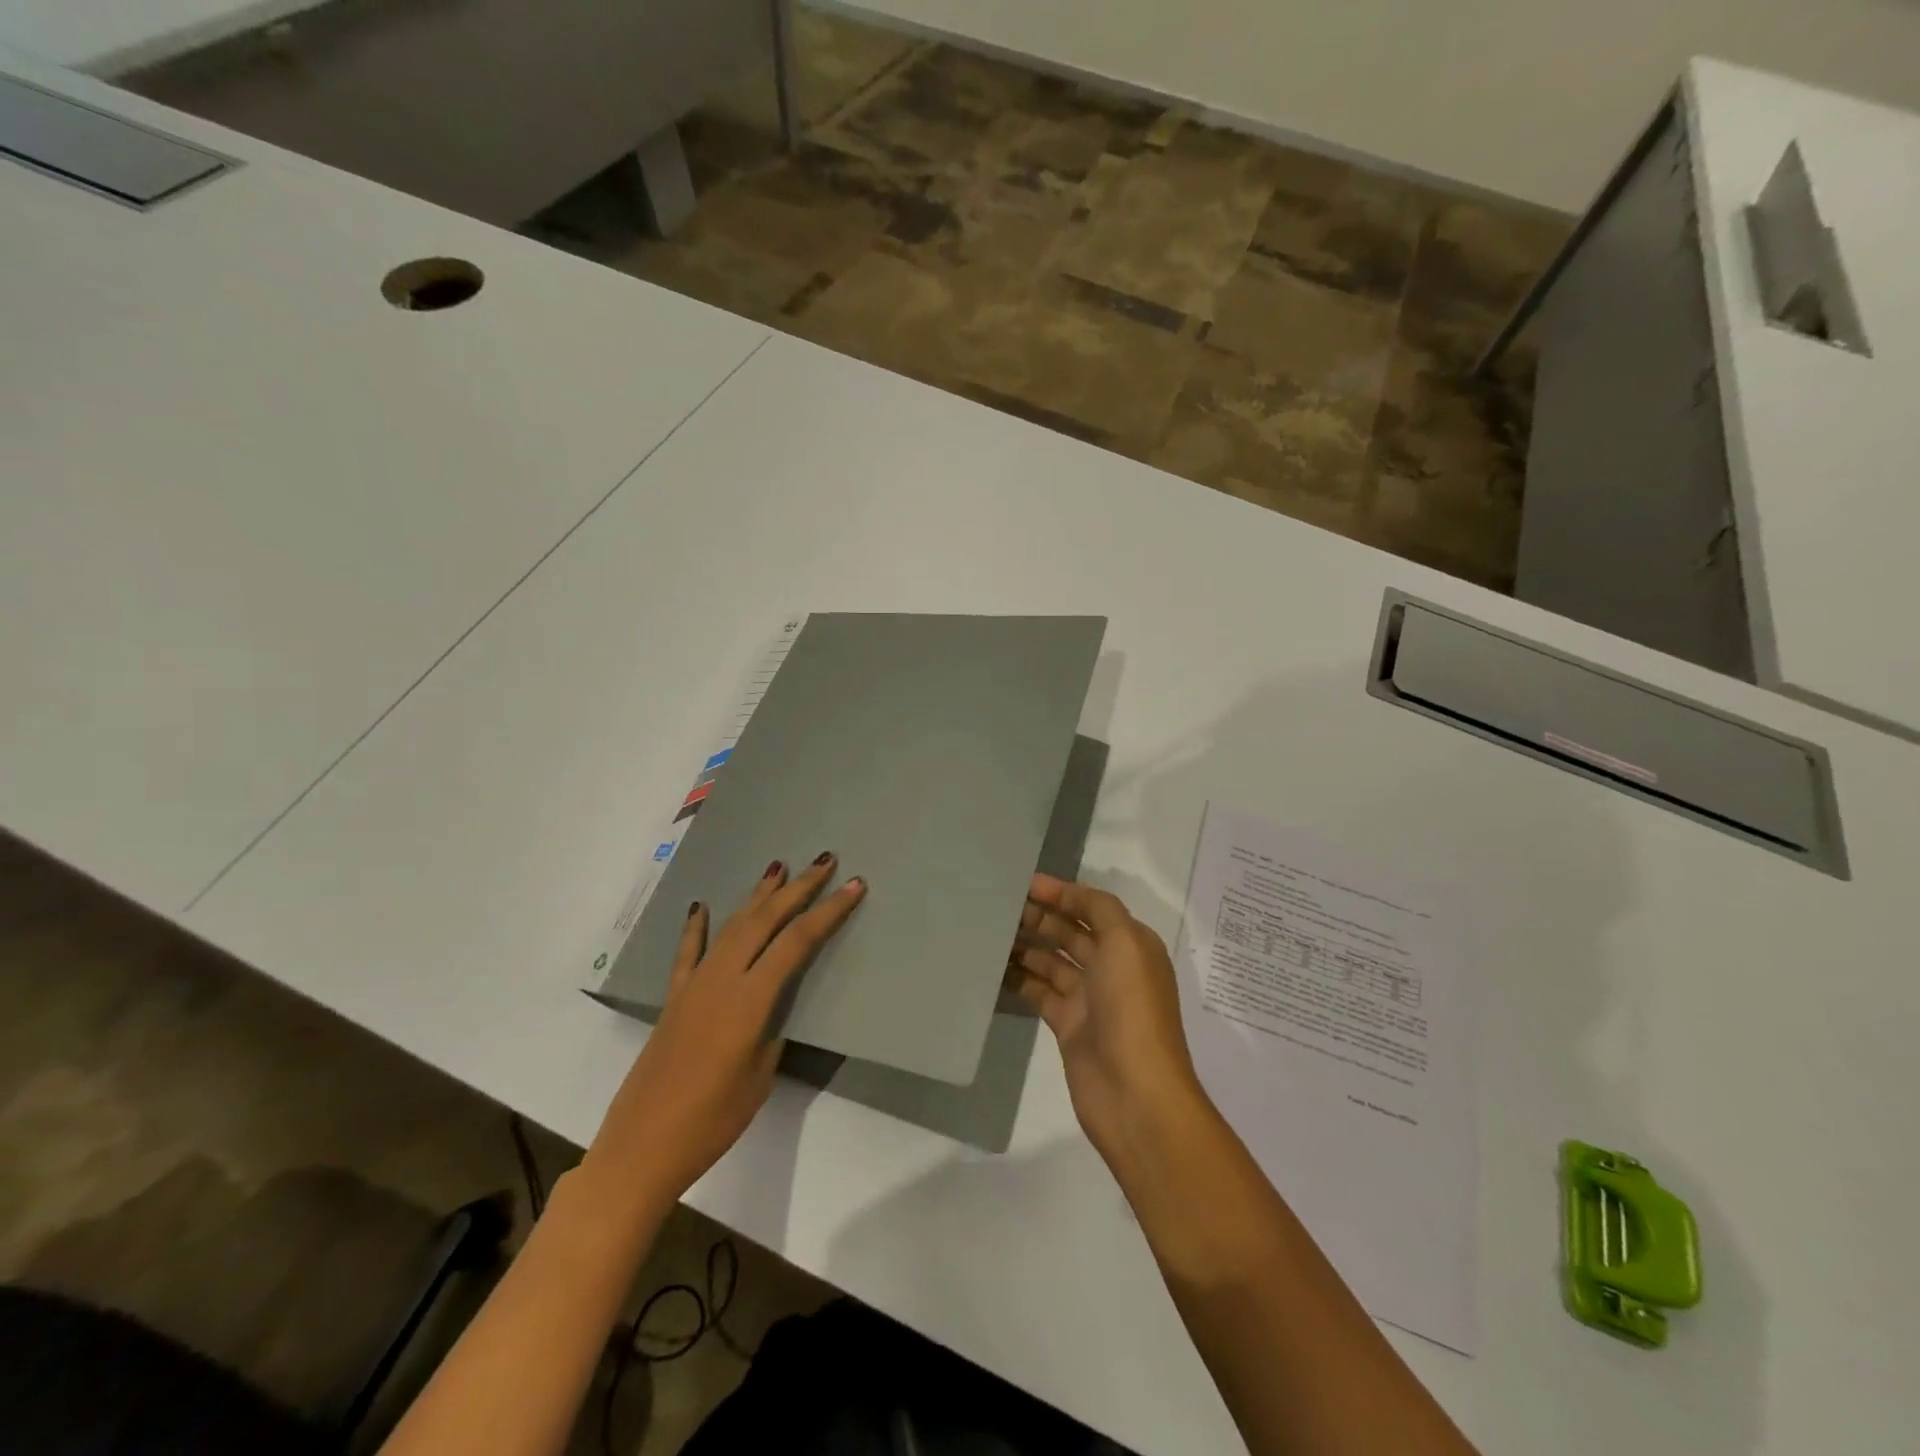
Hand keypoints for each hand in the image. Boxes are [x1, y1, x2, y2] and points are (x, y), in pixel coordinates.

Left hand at [582, 854, 866, 1214]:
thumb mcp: (759, 1079)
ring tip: (778, 867)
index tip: (854, 886)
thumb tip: (772, 1011)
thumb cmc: (711, 1123)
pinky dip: (697, 927)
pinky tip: (701, 906)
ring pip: (732, 926)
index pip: (797, 942)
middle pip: (766, 920)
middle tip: (824, 861)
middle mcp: (722, 980)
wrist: (640, 1149)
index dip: (828, 912)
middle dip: (799, 888)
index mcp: (750, 1000)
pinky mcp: (673, 999)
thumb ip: (770, 1033)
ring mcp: (694, 986)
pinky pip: (688, 953)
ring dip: (758, 895)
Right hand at [1007, 873, 1208, 1170]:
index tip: (1024, 883)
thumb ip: (1098, 909)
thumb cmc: (1132, 1008)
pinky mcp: (1068, 1026)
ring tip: (990, 929)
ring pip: (1052, 961)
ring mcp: (1089, 999)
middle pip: (1071, 932)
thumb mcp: (1125, 942)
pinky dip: (1019, 978)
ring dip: (1026, 945)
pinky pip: (1039, 992)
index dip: (1062, 893)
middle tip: (999, 904)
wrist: (1135, 1093)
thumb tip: (1067, 895)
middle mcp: (1112, 968)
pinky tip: (994, 965)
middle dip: (1040, 916)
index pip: (1092, 908)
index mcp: (1131, 945)